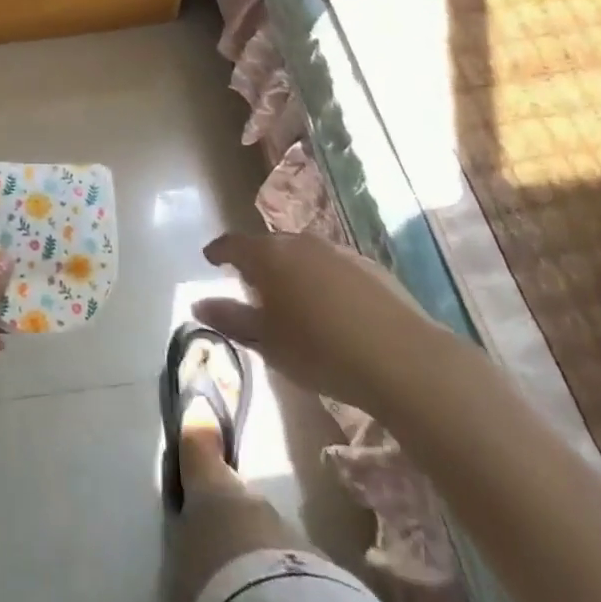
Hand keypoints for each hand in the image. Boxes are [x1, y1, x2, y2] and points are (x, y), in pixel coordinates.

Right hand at [194, 231, 448, 411]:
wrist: (403, 359)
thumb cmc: (320, 350)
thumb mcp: (267, 342)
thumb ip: (230, 319)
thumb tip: (197, 304)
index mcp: (268, 256)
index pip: (233, 244)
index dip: (219, 251)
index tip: (210, 258)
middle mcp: (300, 242)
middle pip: (269, 246)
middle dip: (256, 261)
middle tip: (249, 284)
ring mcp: (338, 251)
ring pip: (303, 254)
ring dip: (291, 270)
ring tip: (290, 297)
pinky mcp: (369, 266)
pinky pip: (332, 266)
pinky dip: (321, 279)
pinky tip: (329, 307)